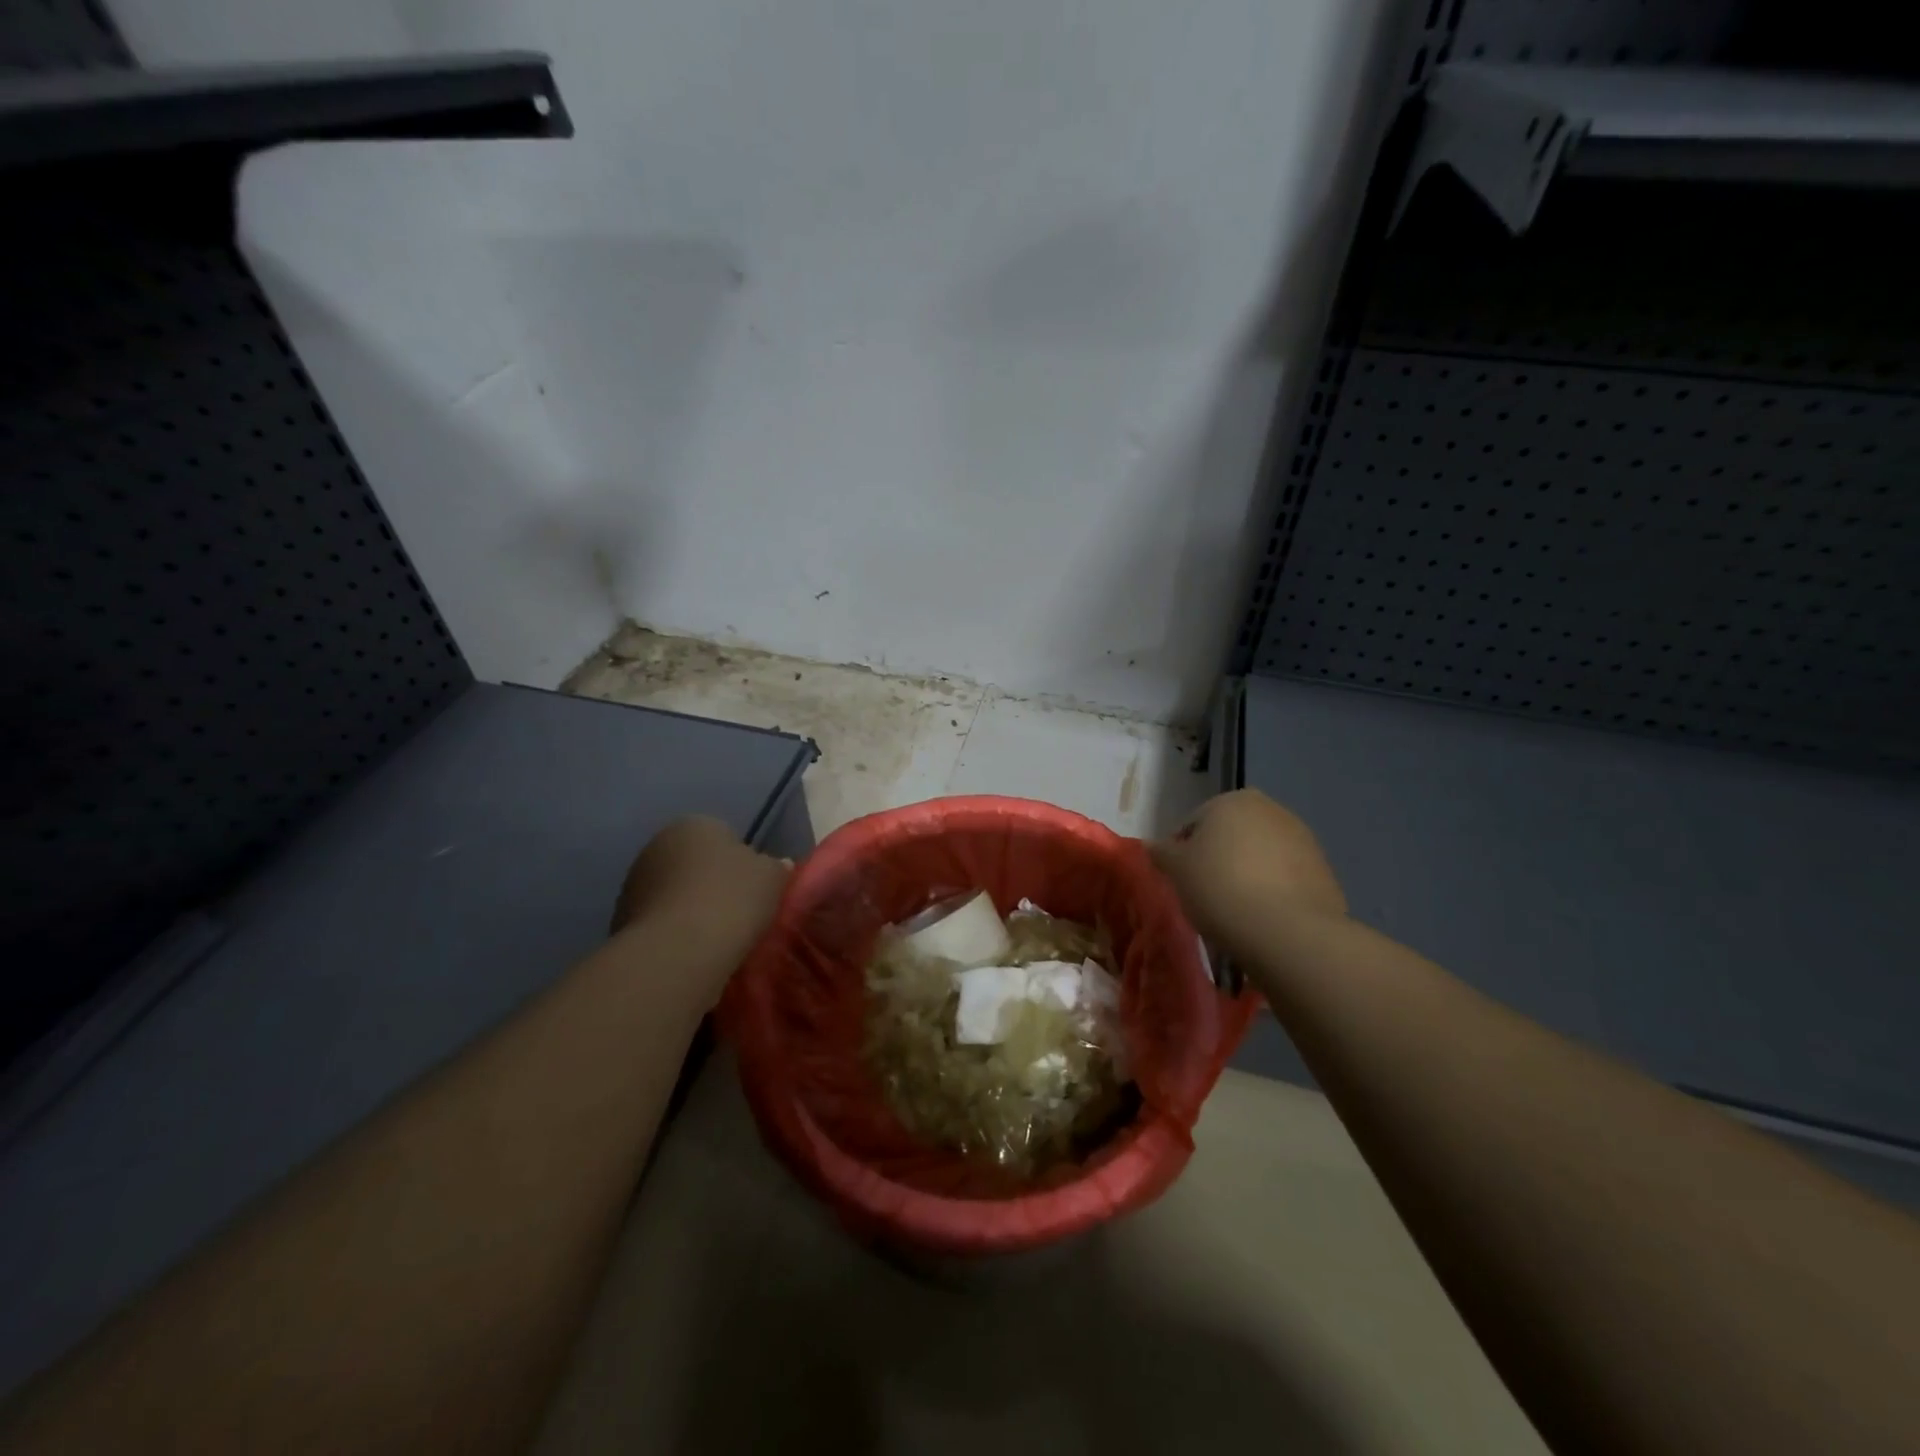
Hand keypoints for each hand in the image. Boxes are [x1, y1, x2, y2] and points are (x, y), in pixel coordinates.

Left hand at [609, 817, 789, 991]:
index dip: (742, 862)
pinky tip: (693, 953)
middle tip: (738, 912)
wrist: (677, 953)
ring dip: (691, 909)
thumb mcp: (772, 877)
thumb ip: (776, 867)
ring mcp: (633, 884)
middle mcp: (656, 846)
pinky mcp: (620, 922)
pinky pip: (661, 922)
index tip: (754, 889)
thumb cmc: (730, 900)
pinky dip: (675, 933)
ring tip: (716, 938)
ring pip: (675, 894)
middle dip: (712, 884)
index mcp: (693, 825)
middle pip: (695, 864)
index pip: (723, 836)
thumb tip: (777, 865)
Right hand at [1150, 790, 1346, 961]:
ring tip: (1234, 911)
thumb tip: (1151, 845)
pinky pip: (1285, 879)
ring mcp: (1303, 839)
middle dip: (1217, 859)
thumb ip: (1162, 852)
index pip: (1193, 823)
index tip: (1179, 882)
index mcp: (1233, 800)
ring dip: (1246, 875)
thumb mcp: (1177, 870)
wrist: (1287, 932)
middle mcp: (1271, 810)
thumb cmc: (1220, 888)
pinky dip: (1272, 892)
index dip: (1181, 853)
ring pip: (1260, 856)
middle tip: (1204, 895)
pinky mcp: (1323, 872)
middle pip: (1230, 836)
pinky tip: (1261, 918)